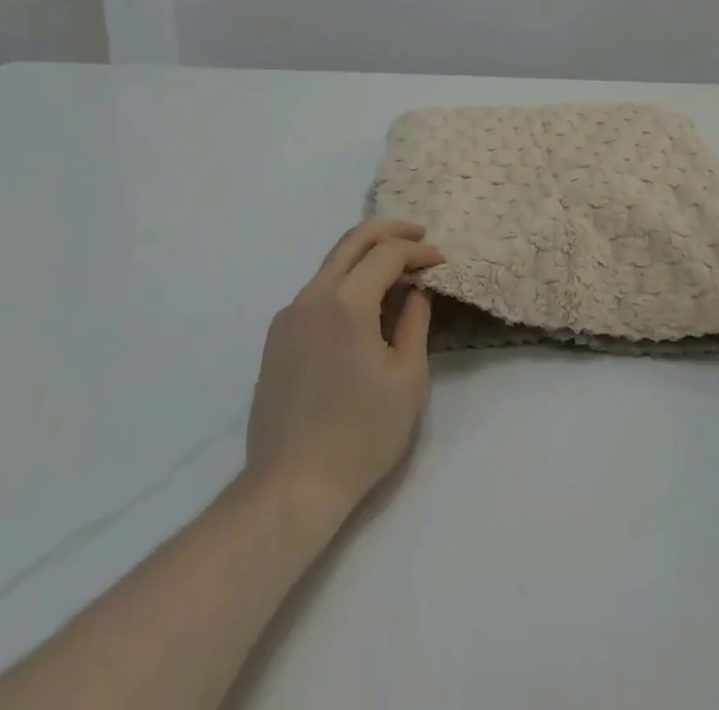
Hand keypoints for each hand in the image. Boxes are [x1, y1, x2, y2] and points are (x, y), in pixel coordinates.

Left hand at [245, 220, 442, 518]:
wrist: (290, 487)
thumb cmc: (360, 435)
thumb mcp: (407, 379)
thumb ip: (414, 322)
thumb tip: (415, 290)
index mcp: (345, 304)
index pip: (386, 254)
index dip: (418, 251)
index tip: (441, 262)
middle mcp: (311, 297)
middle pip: (352, 241)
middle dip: (389, 231)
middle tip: (419, 235)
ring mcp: (289, 316)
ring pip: (332, 264)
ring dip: (366, 255)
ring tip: (396, 266)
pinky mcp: (277, 337)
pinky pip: (316, 291)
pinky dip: (345, 281)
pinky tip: (364, 302)